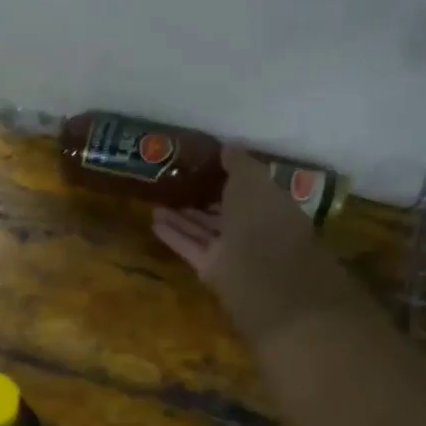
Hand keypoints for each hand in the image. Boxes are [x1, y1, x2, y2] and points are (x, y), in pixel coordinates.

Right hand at [152, 149, 360, 345]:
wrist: (267, 277)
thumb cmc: (265, 222)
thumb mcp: (253, 182)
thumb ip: (238, 164)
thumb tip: (226, 147)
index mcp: (271, 206)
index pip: (247, 191)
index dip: (226, 180)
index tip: (202, 168)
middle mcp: (253, 230)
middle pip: (223, 214)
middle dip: (201, 201)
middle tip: (174, 188)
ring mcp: (233, 253)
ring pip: (204, 231)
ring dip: (181, 219)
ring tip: (156, 205)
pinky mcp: (213, 272)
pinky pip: (190, 248)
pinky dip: (174, 236)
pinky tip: (154, 223)